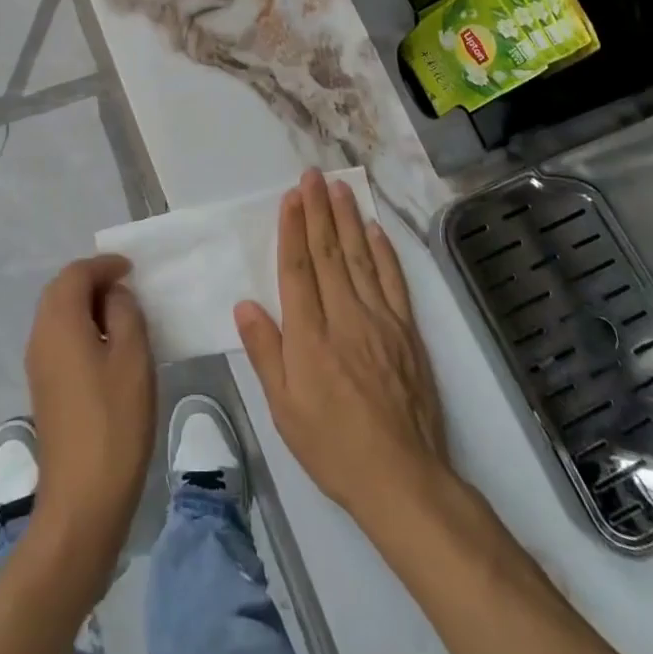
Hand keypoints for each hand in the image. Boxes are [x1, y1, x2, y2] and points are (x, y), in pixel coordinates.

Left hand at [25, 254, 156, 577]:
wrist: (82, 500)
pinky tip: (109, 347)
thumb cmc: (114, 421)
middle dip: (92, 281)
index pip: (75, 273)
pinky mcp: (44, 389)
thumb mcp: (133, 357)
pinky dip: (82, 329)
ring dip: (87, 305)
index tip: (132, 269)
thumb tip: (114, 295)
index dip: (104, 265)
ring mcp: (38, 366)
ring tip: (123, 314)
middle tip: (127, 287)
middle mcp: (40, 336)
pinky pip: (59, 340)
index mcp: (59, 322)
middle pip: (61, 291)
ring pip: (58, 316)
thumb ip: (124, 312)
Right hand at [235, 170, 449, 531]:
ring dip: (348, 219)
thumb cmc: (332, 446)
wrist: (401, 478)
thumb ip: (266, 353)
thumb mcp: (284, 410)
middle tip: (313, 176)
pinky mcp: (407, 331)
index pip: (297, 270)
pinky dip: (384, 252)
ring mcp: (380, 321)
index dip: (292, 230)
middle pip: (328, 254)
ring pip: (360, 258)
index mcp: (309, 337)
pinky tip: (376, 230)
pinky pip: (394, 281)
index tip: (290, 197)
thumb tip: (245, 305)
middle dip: (318, 211)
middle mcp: (344, 317)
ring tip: (340, 188)